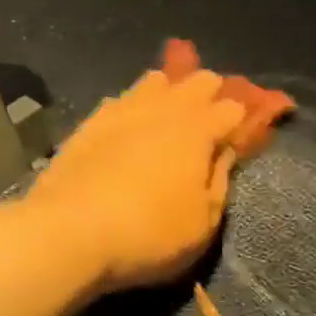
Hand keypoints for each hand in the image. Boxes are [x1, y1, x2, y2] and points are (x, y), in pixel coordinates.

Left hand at [27, 70, 247, 292]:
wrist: (68, 233)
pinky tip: (132, 120)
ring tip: (173, 109)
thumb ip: (219, 183)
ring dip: (171, 89)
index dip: (245, 116)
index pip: (233, 108)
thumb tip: (225, 154)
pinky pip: (121, 99)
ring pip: (155, 81)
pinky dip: (135, 104)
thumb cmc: (148, 235)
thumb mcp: (203, 224)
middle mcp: (164, 109)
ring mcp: (123, 110)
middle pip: (197, 82)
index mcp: (199, 131)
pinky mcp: (90, 122)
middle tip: (214, 116)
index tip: (247, 130)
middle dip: (212, 92)